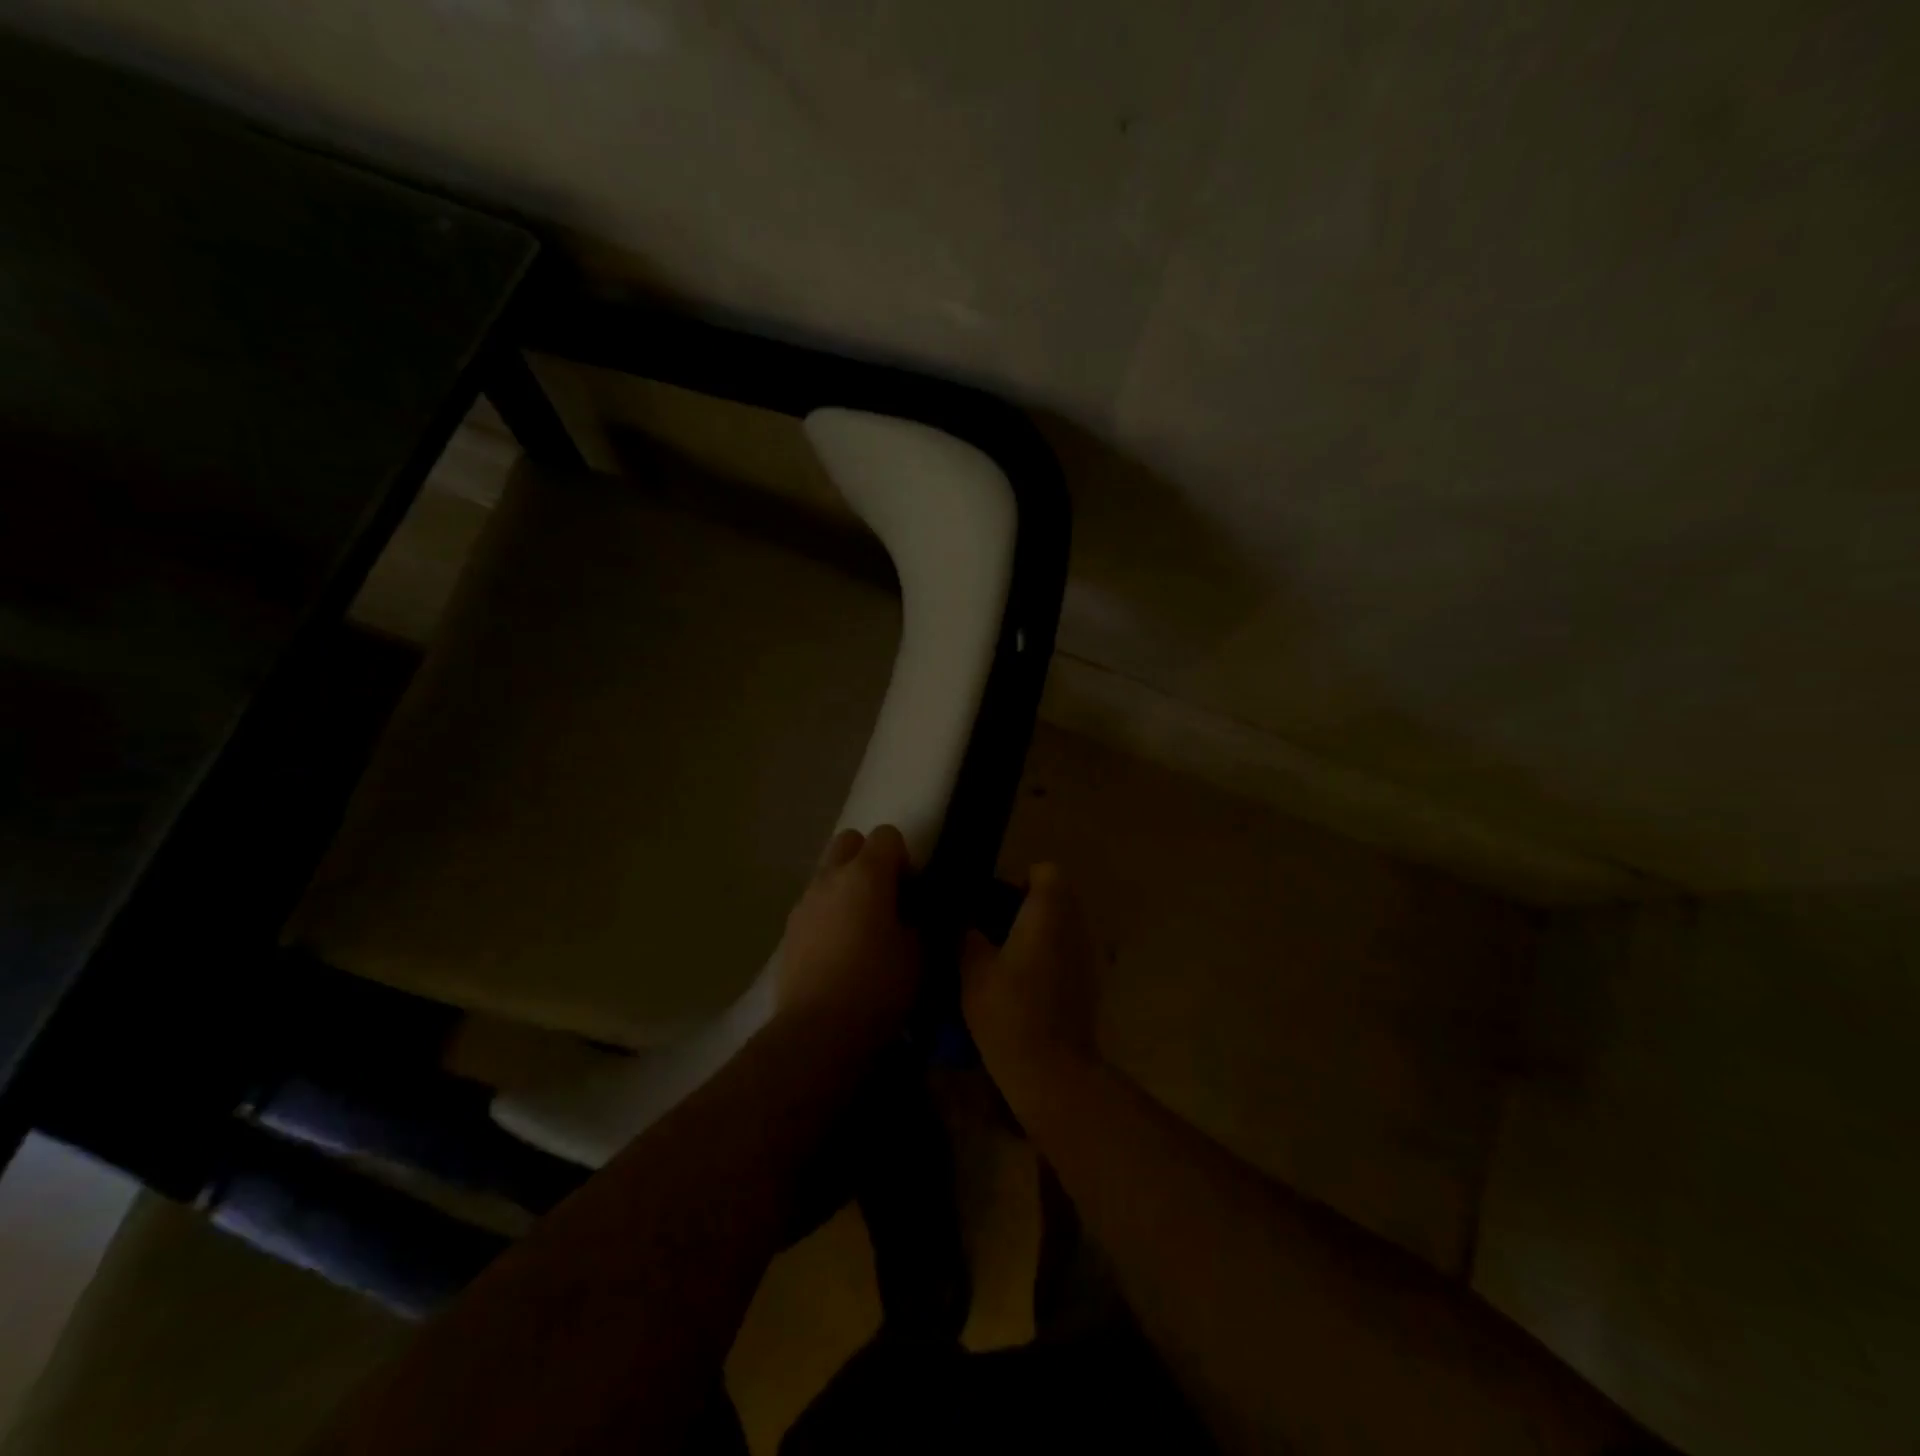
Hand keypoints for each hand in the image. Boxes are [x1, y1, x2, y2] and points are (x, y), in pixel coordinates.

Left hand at [777, 825, 919, 1050]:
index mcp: (866, 874)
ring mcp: (805, 901)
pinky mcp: (789, 928)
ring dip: (847, 886)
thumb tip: (911, 913)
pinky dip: (829, 912)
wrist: (818, 1030)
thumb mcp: (918, 954)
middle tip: (885, 897)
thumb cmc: (877, 986)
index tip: (911, 889)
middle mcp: (831, 877)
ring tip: (861, 927)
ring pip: (828, 873)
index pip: (887, 835)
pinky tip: (839, 949)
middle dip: (869, 859)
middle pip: (850, 842)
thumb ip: (917, 921)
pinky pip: (815, 904)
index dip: (904, 857)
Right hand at [960, 864, 1100, 1091]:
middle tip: (993, 929)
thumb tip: (966, 923)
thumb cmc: (1009, 1010)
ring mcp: (1087, 954)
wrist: (1052, 1070)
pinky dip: (1049, 958)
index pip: (1045, 871)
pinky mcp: (1090, 982)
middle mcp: (1074, 925)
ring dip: (1038, 933)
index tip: (994, 902)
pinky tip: (1023, 985)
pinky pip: (1067, 953)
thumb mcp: (973, 969)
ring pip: (1063, 926)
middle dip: (1026, 906)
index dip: (1020, 880)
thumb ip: (968, 935)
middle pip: (1056, 897)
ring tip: (1004, 958)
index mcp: (1048, 911)